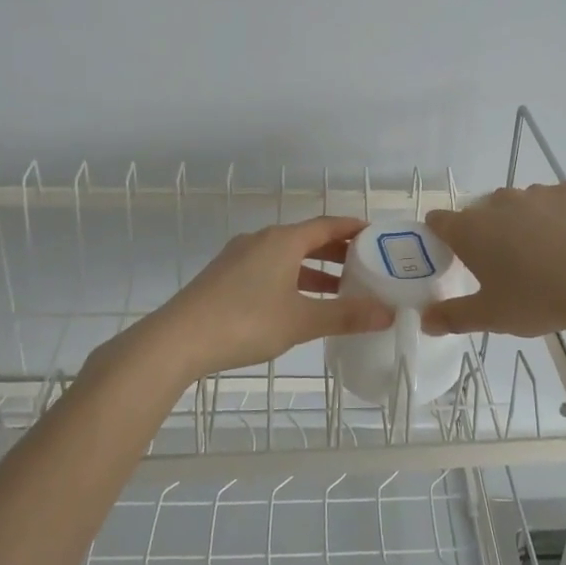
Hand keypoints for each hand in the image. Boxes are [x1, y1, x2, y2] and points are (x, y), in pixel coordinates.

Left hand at [139, 217, 394, 381]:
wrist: (178, 339)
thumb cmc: (246, 321)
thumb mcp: (301, 320)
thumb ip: (346, 315)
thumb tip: (387, 313)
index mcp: (283, 240)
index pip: (328, 225)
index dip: (353, 229)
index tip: (376, 236)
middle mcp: (262, 240)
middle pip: (307, 239)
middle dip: (336, 252)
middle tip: (364, 266)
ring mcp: (239, 257)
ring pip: (286, 256)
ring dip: (313, 269)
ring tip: (337, 290)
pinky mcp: (224, 276)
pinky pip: (268, 268)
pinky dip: (290, 278)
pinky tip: (296, 304)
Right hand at [420, 182, 565, 338]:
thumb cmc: (540, 299)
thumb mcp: (492, 317)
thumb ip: (453, 317)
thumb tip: (424, 321)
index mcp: (471, 230)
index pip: (440, 221)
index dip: (442, 236)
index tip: (454, 256)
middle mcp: (498, 202)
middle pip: (482, 212)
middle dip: (489, 233)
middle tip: (507, 267)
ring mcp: (537, 192)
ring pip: (520, 205)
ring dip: (524, 223)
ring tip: (547, 258)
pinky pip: (556, 202)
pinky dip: (559, 218)